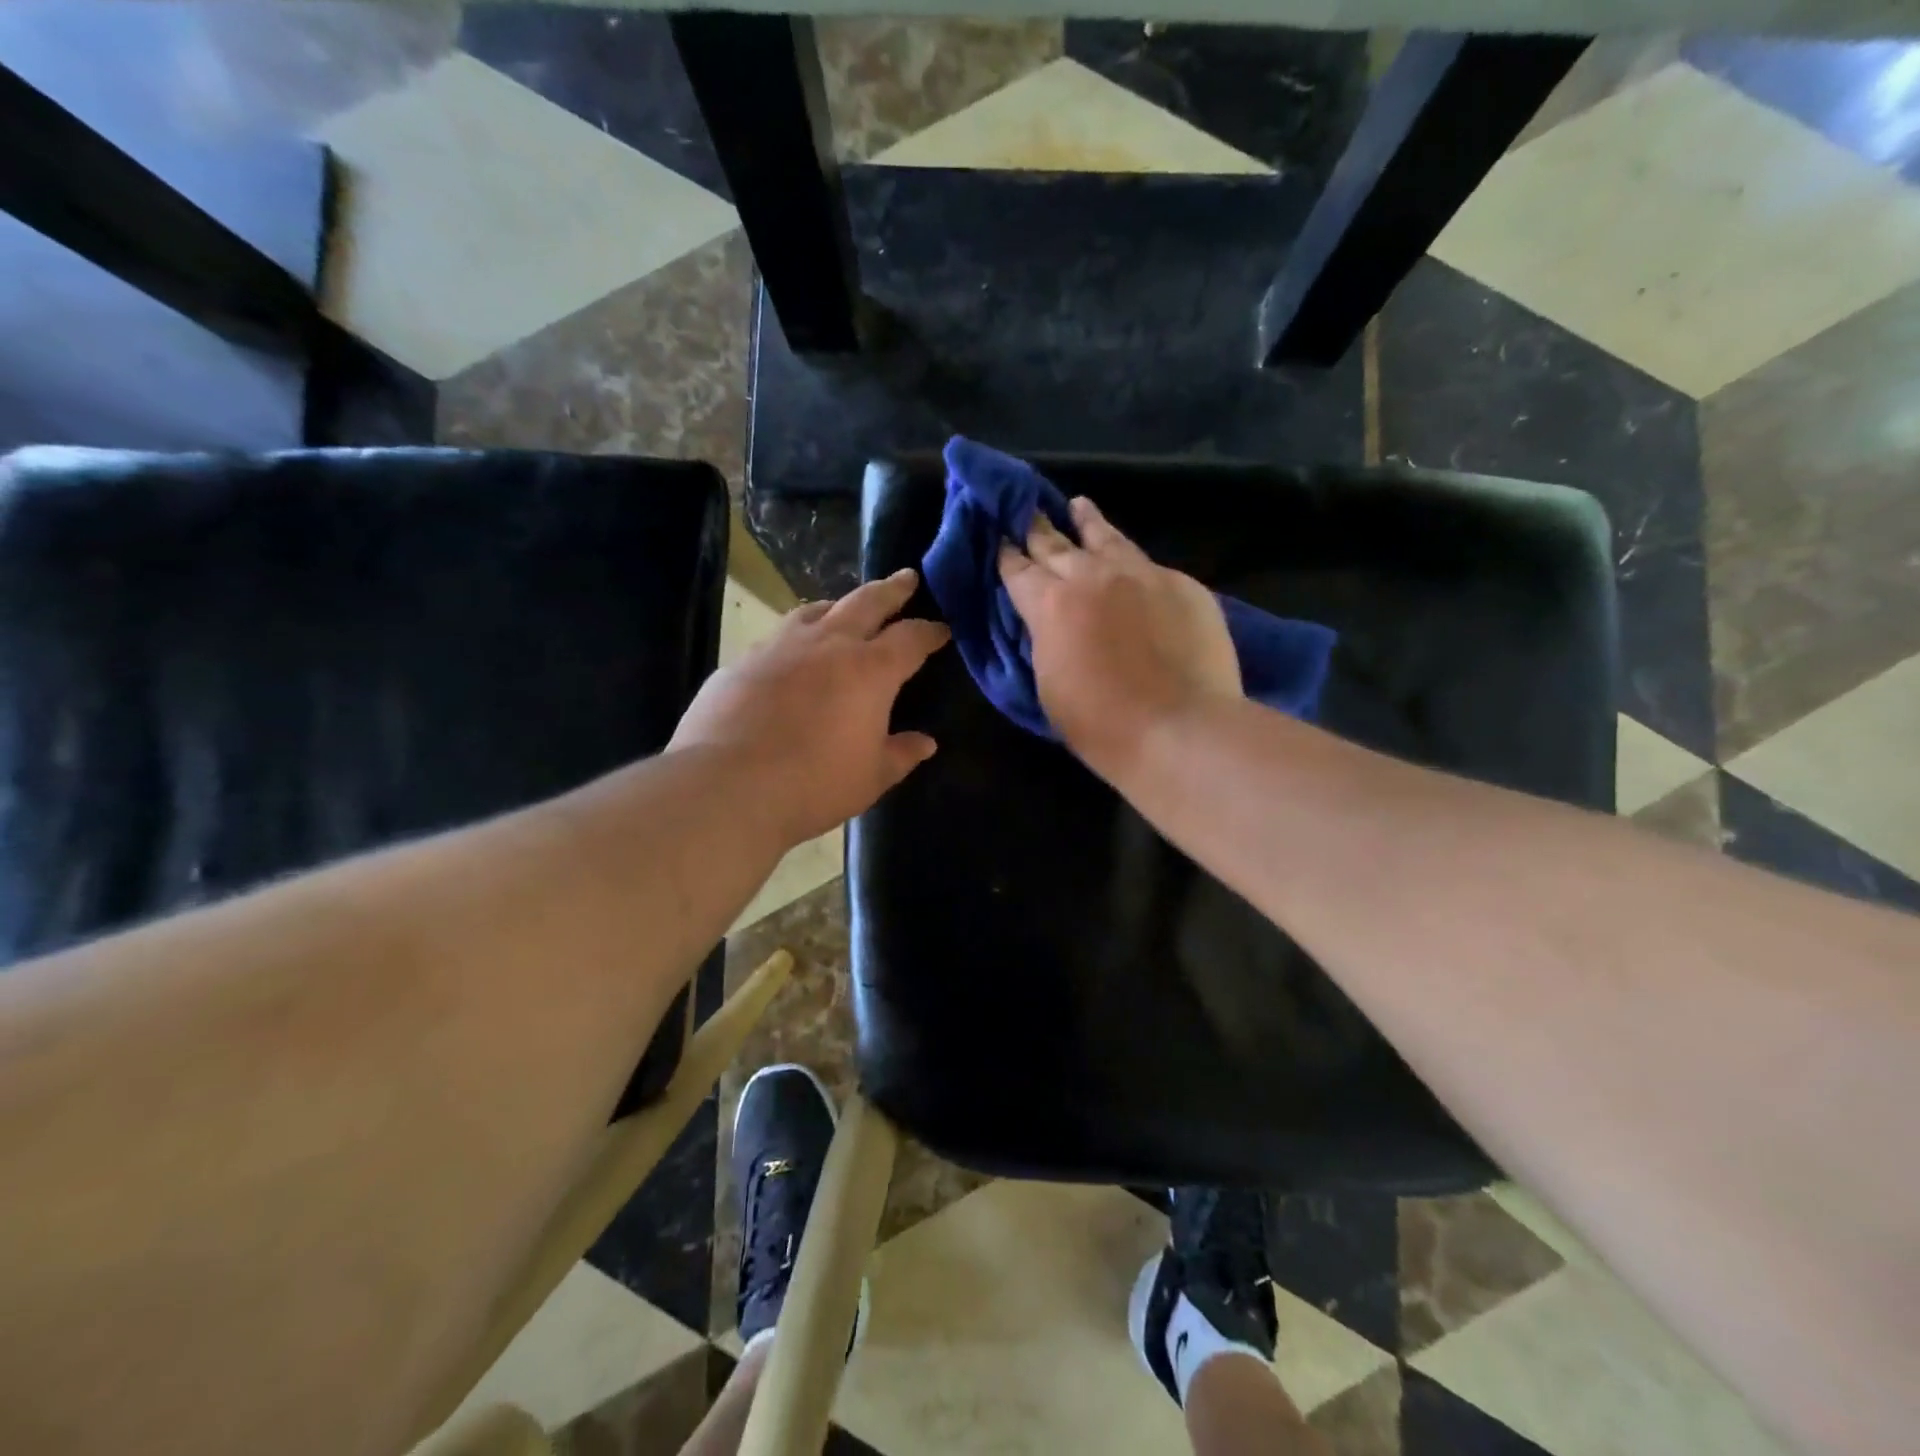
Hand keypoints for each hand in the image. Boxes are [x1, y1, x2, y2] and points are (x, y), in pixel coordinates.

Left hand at [669, 569, 949, 845]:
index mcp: (870, 670)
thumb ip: (900, 754)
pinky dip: (796, 635)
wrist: (727, 786)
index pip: (910, 638)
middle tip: (906, 577)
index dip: (929, 631)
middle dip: (891, 589)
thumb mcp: (871, 777)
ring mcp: (780, 647)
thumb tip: (925, 743)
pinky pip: (778, 637)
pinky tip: (791, 653)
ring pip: (816, 610)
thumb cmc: (814, 784)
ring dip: (839, 604)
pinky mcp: (742, 661)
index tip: (941, 629)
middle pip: (866, 602)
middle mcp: (827, 645)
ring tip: (845, 606)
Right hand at [998, 499, 1239, 779]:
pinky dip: (1131, 560)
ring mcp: (1141, 574)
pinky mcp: (1182, 584)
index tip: (999, 539)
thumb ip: (1044, 641)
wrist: (1179, 729)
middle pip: (1056, 542)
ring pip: (1107, 537)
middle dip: (1037, 527)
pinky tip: (1131, 563)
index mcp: (1050, 604)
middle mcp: (1092, 576)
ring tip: (1079, 505)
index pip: (1018, 569)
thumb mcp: (1048, 684)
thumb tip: (1048, 622)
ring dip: (1087, 521)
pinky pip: (1148, 564)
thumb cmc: (1101, 724)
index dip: (1006, 554)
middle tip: (1027, 511)